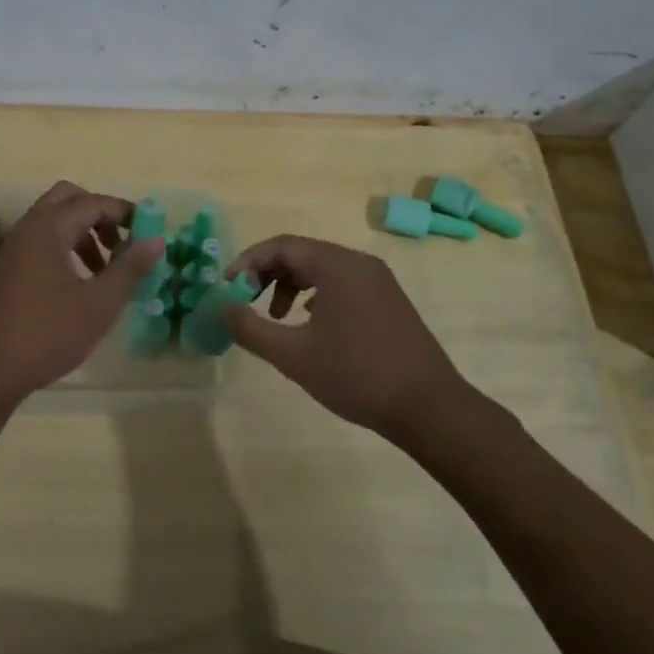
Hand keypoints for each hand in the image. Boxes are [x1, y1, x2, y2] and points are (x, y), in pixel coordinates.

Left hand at [0, 182, 163, 411]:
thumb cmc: (46, 334)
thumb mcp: (99, 304)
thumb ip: (130, 268)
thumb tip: (157, 240)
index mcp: (49, 228)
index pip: (94, 202)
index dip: (125, 213)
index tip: (149, 233)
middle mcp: (28, 229)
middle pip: (68, 200)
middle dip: (100, 215)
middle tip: (121, 245)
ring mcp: (13, 249)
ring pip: (53, 222)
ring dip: (83, 235)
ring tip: (105, 271)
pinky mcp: (7, 271)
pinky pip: (41, 243)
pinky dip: (65, 250)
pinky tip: (78, 287)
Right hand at [223, 235, 466, 439]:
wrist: (429, 407)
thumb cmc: (357, 376)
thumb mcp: (293, 355)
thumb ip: (251, 328)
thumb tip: (224, 308)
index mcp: (337, 265)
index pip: (281, 246)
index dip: (248, 262)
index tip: (227, 288)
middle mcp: (359, 263)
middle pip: (301, 253)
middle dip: (267, 274)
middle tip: (245, 302)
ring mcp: (378, 281)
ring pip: (321, 269)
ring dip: (290, 286)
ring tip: (276, 319)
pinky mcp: (388, 300)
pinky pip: (341, 284)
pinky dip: (316, 296)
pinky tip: (310, 326)